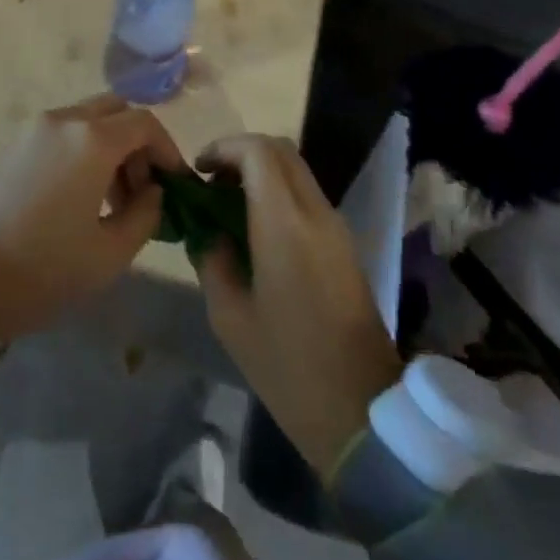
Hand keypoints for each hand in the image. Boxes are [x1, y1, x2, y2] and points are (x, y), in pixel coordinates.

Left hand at [0, 95, 184, 341]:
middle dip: (138, 145)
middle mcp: (63, 121)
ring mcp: (33, 129)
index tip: (176, 185)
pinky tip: (80, 197)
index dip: (168, 150)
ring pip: (87, 120)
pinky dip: (83, 151)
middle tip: (143, 190)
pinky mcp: (13, 144)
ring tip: (114, 201)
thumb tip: (154, 192)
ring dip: (110, 148)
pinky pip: (61, 134)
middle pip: (115, 112)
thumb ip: (146, 214)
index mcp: (91, 140)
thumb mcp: (110, 252)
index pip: (145, 123)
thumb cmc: (44, 268)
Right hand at [194, 135, 403, 473]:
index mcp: (285, 225)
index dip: (223, 147)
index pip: (257, 152)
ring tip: (228, 204)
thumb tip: (209, 232)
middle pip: (281, 150)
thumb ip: (212, 259)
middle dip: (241, 153)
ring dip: (260, 172)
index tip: (198, 171)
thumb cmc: (287, 366)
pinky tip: (255, 228)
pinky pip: (307, 197)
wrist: (362, 413)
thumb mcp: (229, 315)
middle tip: (211, 181)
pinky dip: (278, 193)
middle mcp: (316, 214)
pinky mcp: (346, 245)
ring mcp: (337, 228)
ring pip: (296, 171)